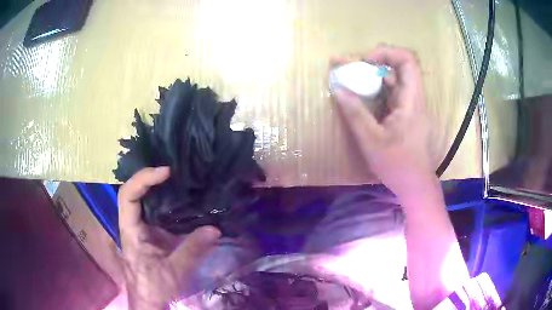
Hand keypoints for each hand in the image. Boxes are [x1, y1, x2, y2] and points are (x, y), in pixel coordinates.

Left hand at [118, 167, 220, 309]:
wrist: (149, 300)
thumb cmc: (155, 287)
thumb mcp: (174, 271)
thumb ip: (192, 250)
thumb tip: (215, 229)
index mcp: (131, 230)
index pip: (128, 196)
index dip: (143, 179)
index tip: (166, 172)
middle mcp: (133, 224)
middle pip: (134, 191)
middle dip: (150, 177)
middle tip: (174, 170)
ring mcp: (141, 227)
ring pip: (144, 199)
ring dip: (158, 186)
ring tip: (179, 177)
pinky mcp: (151, 233)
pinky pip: (155, 210)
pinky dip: (166, 200)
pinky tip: (182, 198)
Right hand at [332, 46, 437, 196]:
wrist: (415, 184)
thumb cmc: (397, 165)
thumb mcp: (371, 140)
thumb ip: (355, 112)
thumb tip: (337, 88)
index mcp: (411, 100)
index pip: (407, 61)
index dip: (386, 53)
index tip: (365, 61)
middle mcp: (413, 98)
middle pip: (396, 67)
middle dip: (371, 63)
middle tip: (347, 67)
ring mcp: (409, 106)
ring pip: (392, 80)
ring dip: (370, 76)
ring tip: (347, 77)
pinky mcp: (405, 114)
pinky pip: (390, 93)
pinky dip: (374, 89)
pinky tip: (359, 94)